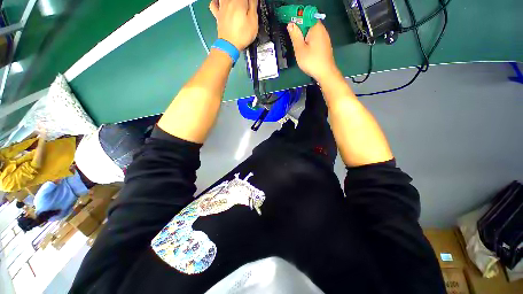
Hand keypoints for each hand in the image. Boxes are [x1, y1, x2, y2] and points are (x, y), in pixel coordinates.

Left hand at [209, 0, 257, 50]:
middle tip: (246, 8)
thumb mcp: (253, 22)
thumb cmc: (242, 36)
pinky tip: (221, 4)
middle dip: (243, 2)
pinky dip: (217, 2)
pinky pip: (214, 3)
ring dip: (232, 1)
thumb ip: (253, 6)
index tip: (253, 6)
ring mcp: (222, 7)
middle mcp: (229, 1)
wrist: (229, 46)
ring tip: (237, 7)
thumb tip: (253, 0)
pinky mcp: (217, 15)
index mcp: (239, 1)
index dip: (251, 2)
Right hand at [287, 22, 339, 81]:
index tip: (292, 31)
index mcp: (316, 28)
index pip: (306, 18)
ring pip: (312, 33)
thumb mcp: (300, 49)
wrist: (325, 73)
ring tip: (300, 49)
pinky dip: (310, 43)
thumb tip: (291, 24)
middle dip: (301, 31)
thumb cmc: (311, 61)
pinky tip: (307, 52)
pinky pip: (316, 40)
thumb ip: (295, 36)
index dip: (297, 22)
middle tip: (295, 42)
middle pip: (309, 25)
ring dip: (305, 38)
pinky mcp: (325, 46)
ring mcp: (325, 38)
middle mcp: (322, 30)